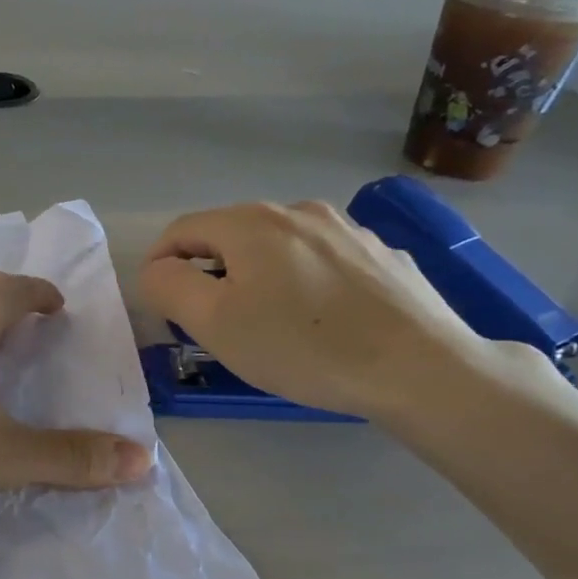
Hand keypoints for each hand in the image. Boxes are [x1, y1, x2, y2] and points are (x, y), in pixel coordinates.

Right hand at [138, 201, 494, 424]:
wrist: (420, 367)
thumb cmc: (303, 346)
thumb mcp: (214, 323)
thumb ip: (168, 287)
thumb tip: (158, 269)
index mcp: (250, 222)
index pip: (181, 230)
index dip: (159, 264)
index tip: (161, 307)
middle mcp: (297, 211)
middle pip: (229, 236)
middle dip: (209, 273)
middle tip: (211, 323)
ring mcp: (346, 228)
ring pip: (278, 247)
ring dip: (256, 276)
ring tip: (267, 323)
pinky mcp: (381, 254)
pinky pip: (321, 261)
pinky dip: (303, 282)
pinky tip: (320, 320)